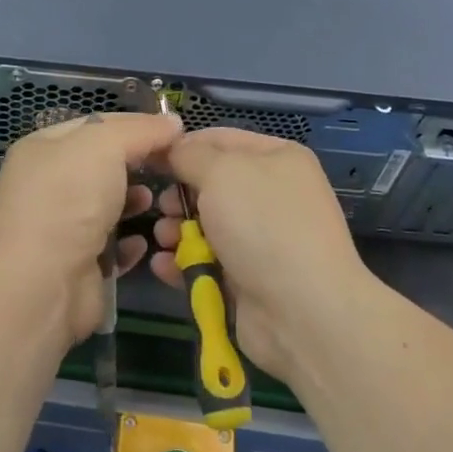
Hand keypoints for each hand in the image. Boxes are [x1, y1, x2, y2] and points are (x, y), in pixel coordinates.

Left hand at [0, 111, 182, 351]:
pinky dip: (128, 242)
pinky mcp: (76, 264)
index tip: (173, 131)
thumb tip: (172, 122)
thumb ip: (139, 130)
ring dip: (134, 202)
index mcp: (42, 148)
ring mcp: (60, 226)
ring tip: (154, 202)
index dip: (134, 125)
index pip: (94, 124)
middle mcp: (47, 184)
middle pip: (102, 165)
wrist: (44, 284)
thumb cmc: (69, 199)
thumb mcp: (103, 146)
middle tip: (171, 166)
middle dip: (137, 164)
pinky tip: (143, 242)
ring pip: (108, 205)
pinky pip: (110, 246)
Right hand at [151, 127, 372, 383]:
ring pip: (205, 225)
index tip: (149, 160)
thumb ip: (190, 155)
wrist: (303, 312)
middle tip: (162, 207)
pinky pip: (206, 261)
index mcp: (277, 158)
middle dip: (179, 195)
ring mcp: (261, 239)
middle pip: (210, 184)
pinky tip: (163, 266)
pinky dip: (183, 263)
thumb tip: (173, 150)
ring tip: (163, 239)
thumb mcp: (221, 172)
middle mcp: (271, 194)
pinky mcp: (247, 278)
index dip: (183, 146)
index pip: (220, 139)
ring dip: (175, 230)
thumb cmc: (263, 225)